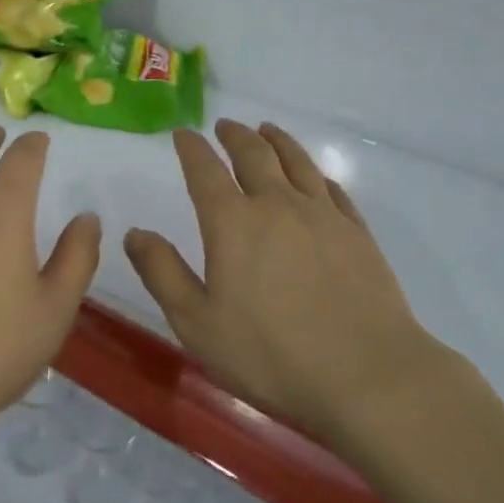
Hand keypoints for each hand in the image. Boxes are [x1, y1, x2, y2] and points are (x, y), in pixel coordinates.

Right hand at [125, 120, 445, 444]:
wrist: (369, 376)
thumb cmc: (271, 354)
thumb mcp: (197, 323)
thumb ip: (162, 273)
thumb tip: (134, 233)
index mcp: (233, 222)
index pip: (205, 170)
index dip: (192, 148)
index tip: (183, 134)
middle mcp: (277, 204)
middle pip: (254, 154)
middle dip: (235, 135)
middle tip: (224, 126)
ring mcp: (323, 215)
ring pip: (296, 161)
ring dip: (277, 140)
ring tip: (266, 129)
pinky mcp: (357, 233)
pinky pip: (333, 188)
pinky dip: (317, 173)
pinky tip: (315, 176)